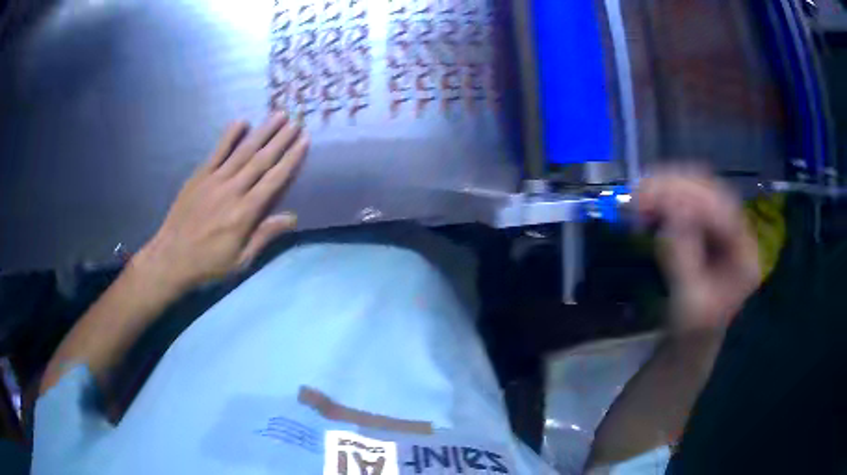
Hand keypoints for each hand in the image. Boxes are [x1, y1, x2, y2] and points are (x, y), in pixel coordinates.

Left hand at [133, 113, 308, 291]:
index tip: (304, 141)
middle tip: (296, 121)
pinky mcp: (199, 176)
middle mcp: (233, 190)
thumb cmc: (208, 264)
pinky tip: (241, 122)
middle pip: (261, 160)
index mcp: (245, 213)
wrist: (171, 258)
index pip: (274, 180)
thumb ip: (264, 236)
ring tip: (278, 115)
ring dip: (262, 132)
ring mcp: (214, 180)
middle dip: (281, 139)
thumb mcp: (240, 260)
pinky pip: (217, 152)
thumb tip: (292, 218)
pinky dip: (229, 136)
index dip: (291, 159)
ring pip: (243, 151)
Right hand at [637, 169, 760, 333]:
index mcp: (745, 258)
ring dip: (668, 187)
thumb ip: (683, 258)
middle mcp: (739, 234)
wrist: (692, 340)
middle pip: (713, 192)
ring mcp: (724, 227)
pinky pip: (688, 199)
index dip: (693, 200)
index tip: (657, 199)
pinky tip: (648, 201)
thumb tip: (671, 214)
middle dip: (676, 187)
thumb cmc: (692, 330)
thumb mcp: (689, 303)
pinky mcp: (708, 226)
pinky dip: (666, 196)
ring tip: (639, 196)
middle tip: (640, 192)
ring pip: (699, 189)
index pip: (725, 213)